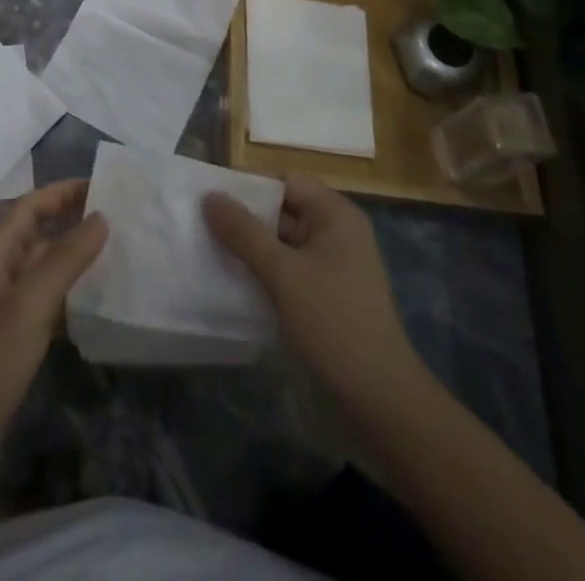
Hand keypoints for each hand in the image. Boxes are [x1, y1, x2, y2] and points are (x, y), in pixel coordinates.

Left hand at [0, 179, 107, 490]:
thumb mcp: (31, 305)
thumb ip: (66, 259)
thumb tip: (100, 217)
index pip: (31, 206)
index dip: (64, 192)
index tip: (103, 184)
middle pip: (35, 231)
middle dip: (71, 219)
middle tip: (117, 215)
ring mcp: (0, 303)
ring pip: (40, 264)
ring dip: (71, 253)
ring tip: (113, 249)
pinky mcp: (8, 334)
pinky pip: (42, 296)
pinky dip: (66, 288)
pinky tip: (93, 297)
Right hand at [204, 174, 426, 406]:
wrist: (381, 402)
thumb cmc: (334, 324)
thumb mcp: (282, 274)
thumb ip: (243, 232)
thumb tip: (209, 196)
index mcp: (335, 214)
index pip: (285, 181)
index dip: (248, 187)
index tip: (212, 202)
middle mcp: (337, 231)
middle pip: (283, 210)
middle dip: (246, 219)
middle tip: (203, 228)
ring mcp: (334, 265)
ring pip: (284, 242)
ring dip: (252, 248)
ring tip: (211, 253)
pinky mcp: (328, 295)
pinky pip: (290, 269)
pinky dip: (266, 272)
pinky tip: (237, 283)